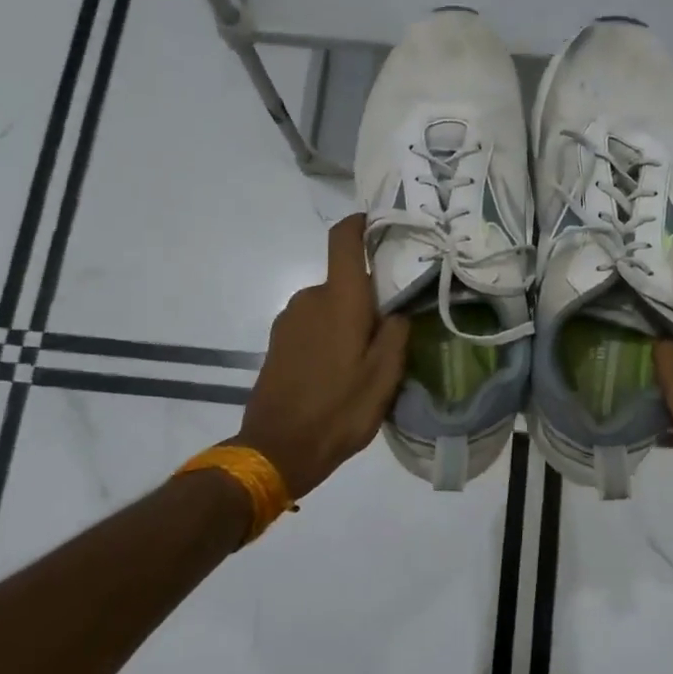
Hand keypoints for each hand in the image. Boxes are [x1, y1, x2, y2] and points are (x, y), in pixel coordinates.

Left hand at [231, 215, 410, 499]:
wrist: (276, 449)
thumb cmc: (338, 410)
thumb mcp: (384, 376)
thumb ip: (396, 332)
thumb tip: (396, 310)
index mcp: (340, 299)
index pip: (343, 240)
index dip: (360, 223)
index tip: (380, 224)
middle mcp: (311, 298)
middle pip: (345, 280)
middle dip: (367, 297)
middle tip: (390, 329)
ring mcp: (289, 320)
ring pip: (329, 305)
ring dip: (348, 320)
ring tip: (365, 359)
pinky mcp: (278, 341)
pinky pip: (312, 324)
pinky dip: (329, 336)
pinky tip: (338, 372)